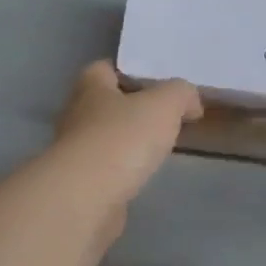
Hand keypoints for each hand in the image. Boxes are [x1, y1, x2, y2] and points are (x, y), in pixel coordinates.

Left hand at [52, 61, 202, 208]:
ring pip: (104, 138)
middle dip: (130, 109)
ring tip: (157, 148)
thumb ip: (181, 94)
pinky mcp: (79, 184)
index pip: (104, 68)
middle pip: (104, 104)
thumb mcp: (165, 104)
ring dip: (126, 142)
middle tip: (163, 117)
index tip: (158, 85)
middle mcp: (76, 115)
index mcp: (90, 87)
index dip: (130, 72)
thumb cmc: (123, 138)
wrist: (87, 197)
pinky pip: (104, 170)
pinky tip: (142, 176)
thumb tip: (191, 102)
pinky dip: (122, 171)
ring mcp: (74, 152)